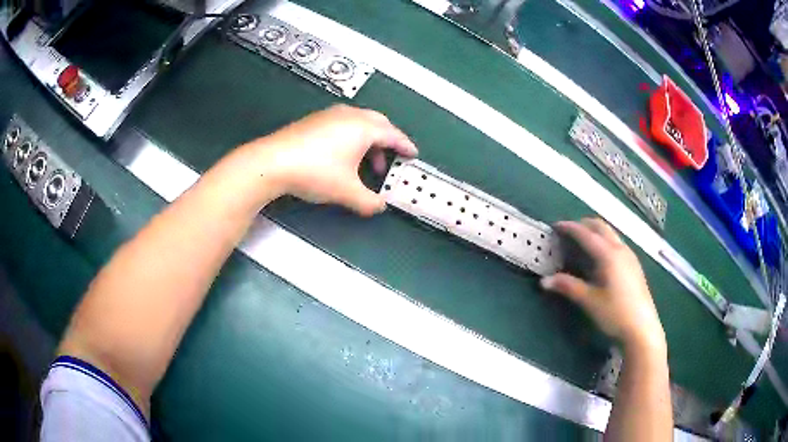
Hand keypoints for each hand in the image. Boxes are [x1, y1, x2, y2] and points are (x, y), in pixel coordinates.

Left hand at [249, 104, 417, 215]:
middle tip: (389, 160)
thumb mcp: (346, 192)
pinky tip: (342, 155)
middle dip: (388, 141)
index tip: (413, 154)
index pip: (393, 134)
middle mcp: (349, 115)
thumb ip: (369, 202)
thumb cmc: (315, 172)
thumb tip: (379, 207)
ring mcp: (330, 115)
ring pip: (359, 122)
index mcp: (363, 127)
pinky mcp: (314, 120)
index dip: (405, 146)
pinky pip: (343, 124)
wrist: (272, 162)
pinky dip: (352, 137)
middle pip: (378, 123)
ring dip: (368, 140)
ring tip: (364, 164)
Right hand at [540, 218, 665, 350]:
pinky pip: (617, 243)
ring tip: (582, 243)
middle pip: (601, 227)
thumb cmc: (615, 313)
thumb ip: (568, 287)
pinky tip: (600, 259)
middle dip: (583, 225)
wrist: (642, 328)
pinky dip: (604, 241)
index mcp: (609, 254)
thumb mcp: (589, 301)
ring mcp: (630, 256)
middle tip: (568, 232)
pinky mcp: (634, 265)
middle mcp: (620, 249)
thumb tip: (544, 281)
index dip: (570, 228)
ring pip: (610, 234)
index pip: (586, 234)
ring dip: (595, 232)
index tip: (555, 226)